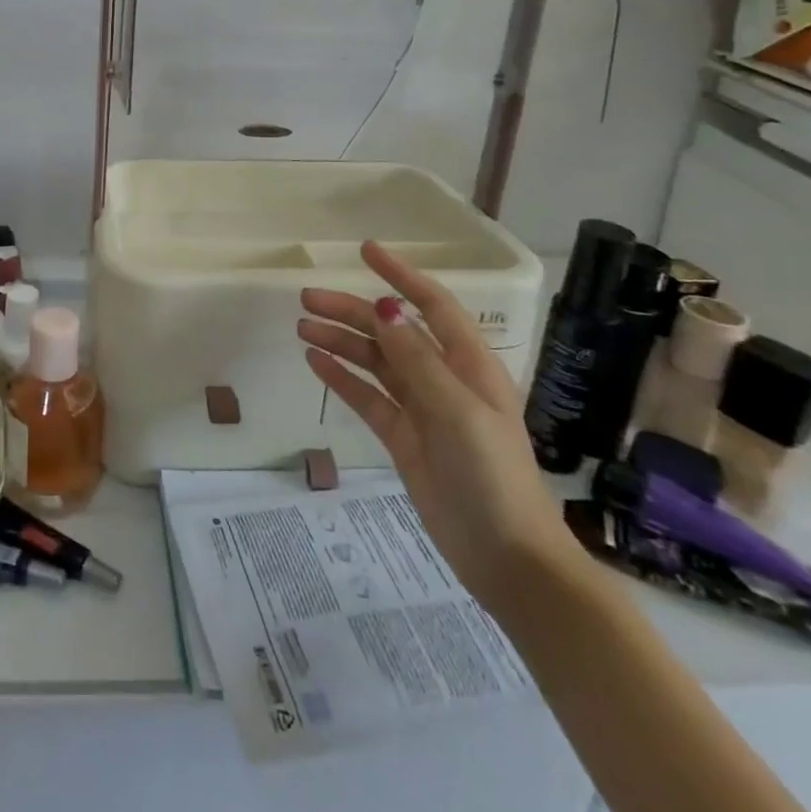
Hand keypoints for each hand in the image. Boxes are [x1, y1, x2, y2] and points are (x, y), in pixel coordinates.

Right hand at [299, 242, 581, 614]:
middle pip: (392, 331)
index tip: (366, 251)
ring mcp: (422, 409)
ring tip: (302, 327)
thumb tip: (385, 308)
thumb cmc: (492, 476)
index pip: (432, 305)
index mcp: (468, 364)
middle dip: (352, 311)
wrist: (508, 560)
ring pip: (375, 362)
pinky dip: (342, 378)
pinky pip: (367, 397)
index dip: (401, 276)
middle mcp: (444, 378)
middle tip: (307, 299)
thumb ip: (417, 360)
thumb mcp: (457, 412)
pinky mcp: (404, 438)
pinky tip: (315, 362)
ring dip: (341, 341)